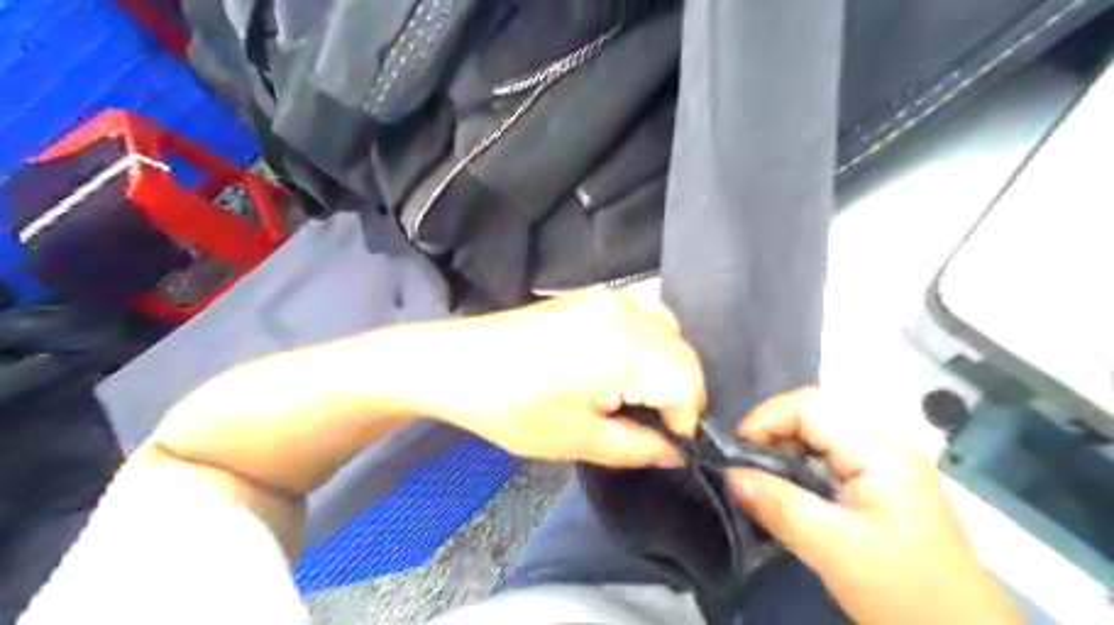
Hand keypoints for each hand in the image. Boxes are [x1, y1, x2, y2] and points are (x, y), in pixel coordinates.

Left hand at [390, 291, 702, 466]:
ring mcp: (609, 296)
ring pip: (669, 330)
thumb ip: (640, 448)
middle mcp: (627, 311)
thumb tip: (677, 450)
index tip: (669, 443)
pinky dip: (649, 342)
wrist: (457, 363)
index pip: (689, 382)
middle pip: (684, 353)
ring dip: (667, 365)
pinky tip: (624, 365)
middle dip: (680, 393)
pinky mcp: (592, 295)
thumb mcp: (580, 440)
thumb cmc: (513, 407)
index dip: (687, 419)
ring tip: (639, 395)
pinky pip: (643, 315)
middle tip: (654, 424)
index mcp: (626, 348)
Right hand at [727, 389, 1021, 623]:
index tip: (736, 451)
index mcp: (881, 452)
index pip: (810, 406)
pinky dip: (801, 467)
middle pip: (815, 415)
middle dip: (772, 433)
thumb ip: (779, 506)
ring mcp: (887, 466)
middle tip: (744, 467)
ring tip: (760, 479)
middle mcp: (886, 447)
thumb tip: (730, 475)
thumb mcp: (834, 551)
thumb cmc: (906, 595)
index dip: (765, 419)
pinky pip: (830, 458)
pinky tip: (789, 491)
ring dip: (784, 450)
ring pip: (821, 435)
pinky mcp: (883, 486)